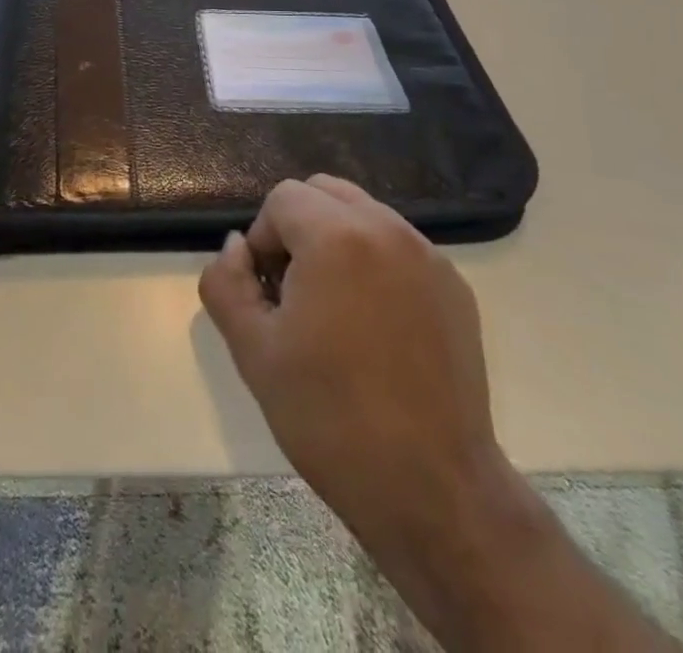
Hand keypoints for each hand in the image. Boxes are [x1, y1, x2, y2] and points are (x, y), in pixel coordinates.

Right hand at [198, 174, 510, 542]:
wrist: (433, 491)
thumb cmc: (331, 417)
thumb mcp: (253, 351)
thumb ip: (227, 282)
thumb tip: (237, 246)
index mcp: (337, 236)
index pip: (283, 198)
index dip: (264, 239)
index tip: (269, 295)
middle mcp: (388, 230)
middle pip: (325, 192)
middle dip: (299, 227)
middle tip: (295, 293)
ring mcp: (428, 257)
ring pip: (365, 215)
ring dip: (337, 241)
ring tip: (334, 310)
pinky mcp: (455, 288)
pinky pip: (400, 248)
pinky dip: (376, 263)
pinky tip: (376, 328)